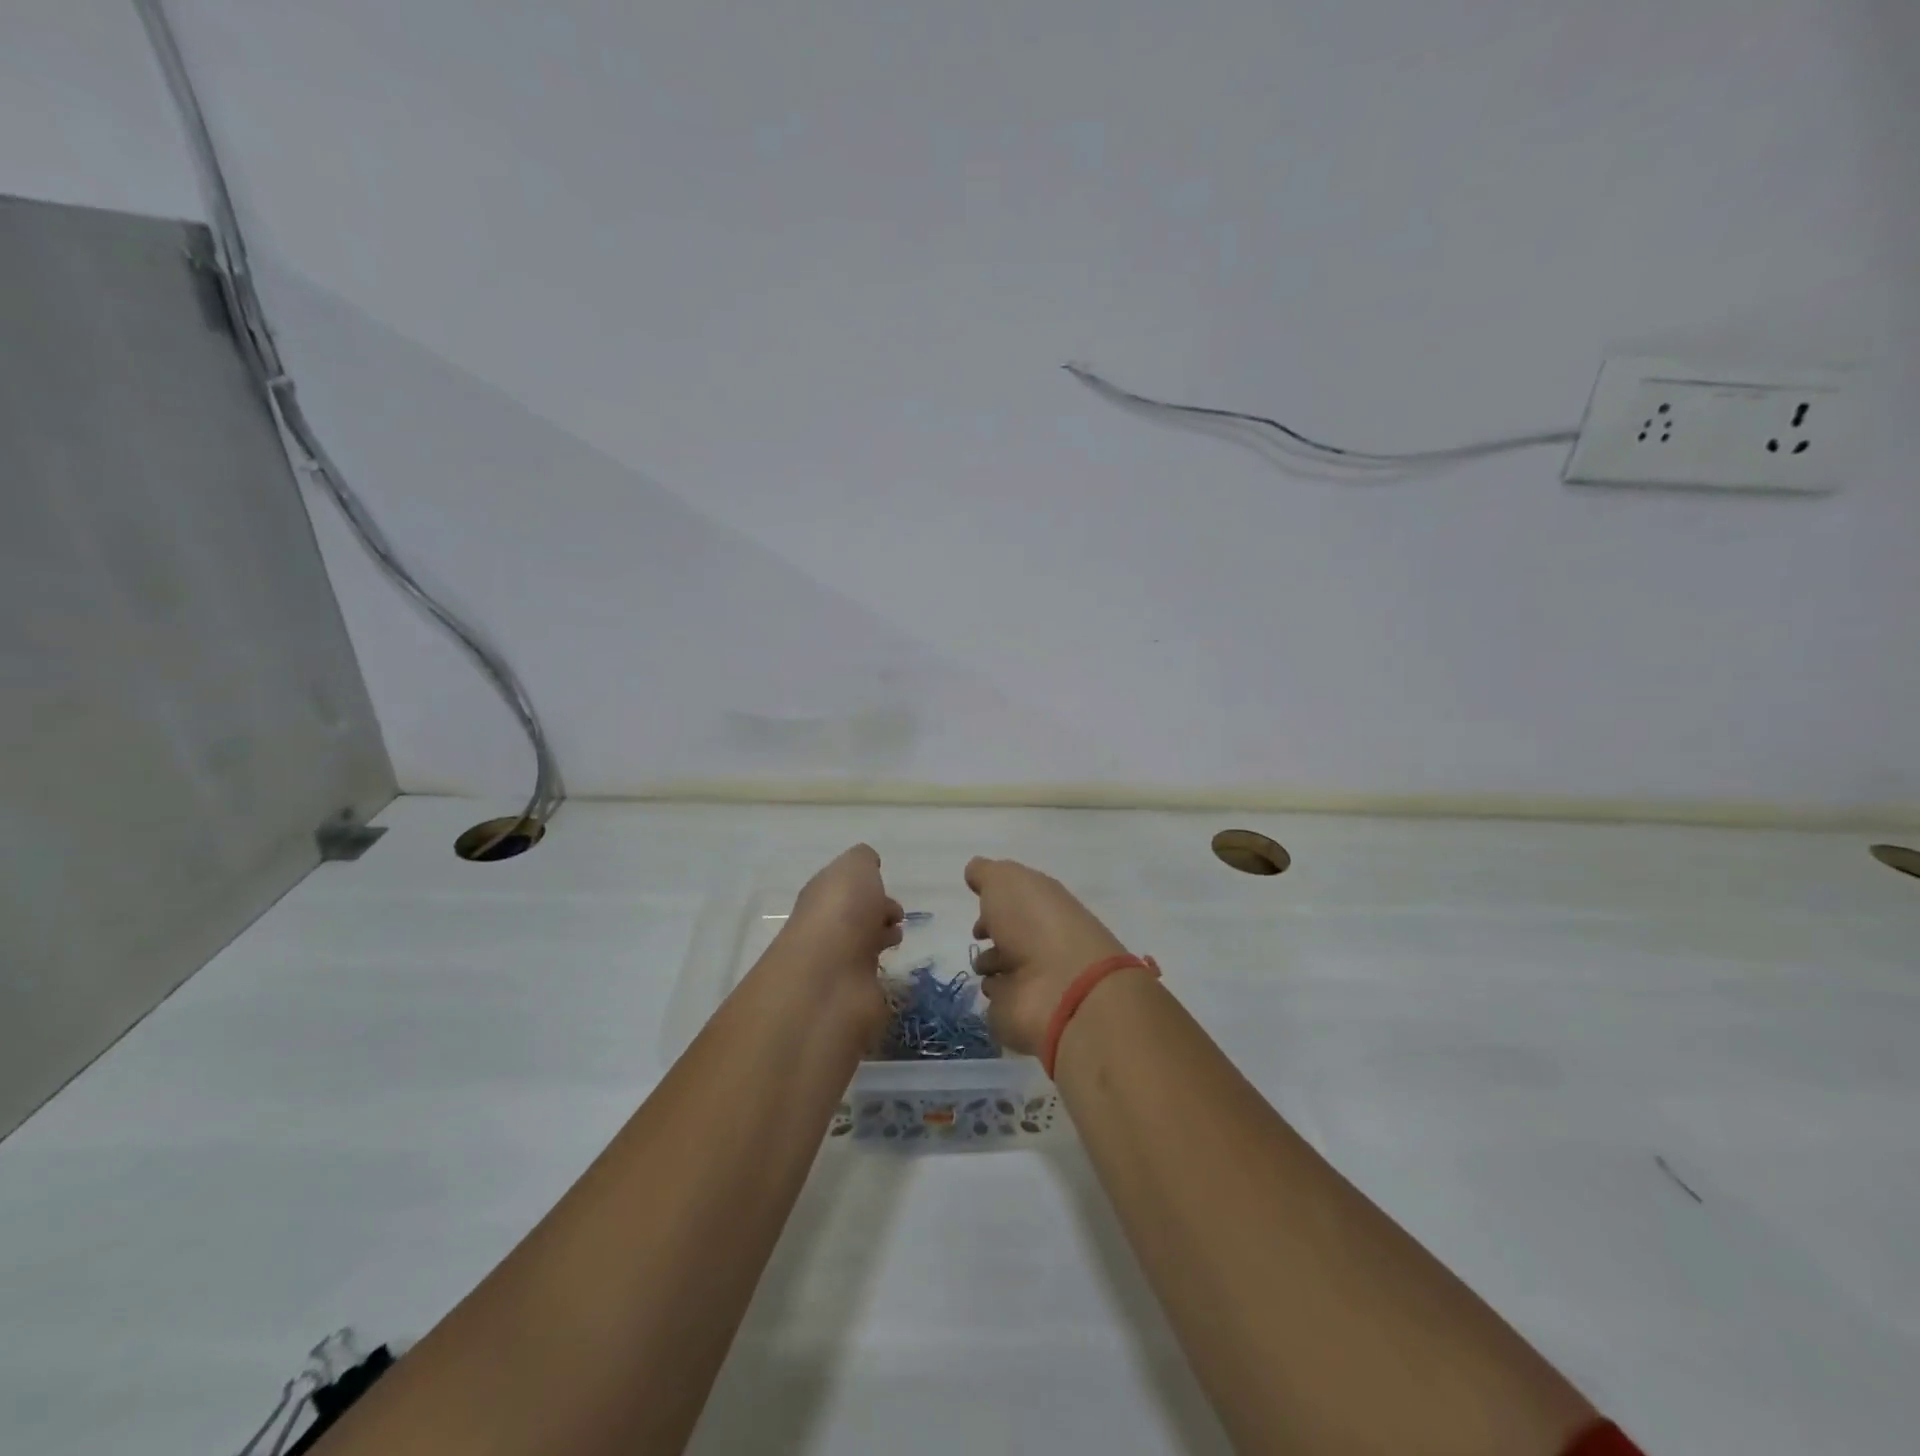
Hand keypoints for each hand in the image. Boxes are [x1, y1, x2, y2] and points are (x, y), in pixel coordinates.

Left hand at [777, 845, 902, 1031]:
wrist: (828, 978)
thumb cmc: (842, 912)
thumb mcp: (855, 867)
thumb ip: (863, 861)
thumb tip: (869, 865)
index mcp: (823, 895)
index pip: (845, 888)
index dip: (867, 889)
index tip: (889, 894)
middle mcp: (826, 928)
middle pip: (853, 917)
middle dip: (876, 914)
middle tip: (898, 918)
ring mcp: (836, 964)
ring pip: (861, 946)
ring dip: (878, 940)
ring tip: (897, 941)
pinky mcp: (850, 996)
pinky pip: (868, 978)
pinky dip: (881, 972)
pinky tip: (894, 969)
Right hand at [965, 857, 1128, 1055]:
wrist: (1061, 988)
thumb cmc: (1034, 923)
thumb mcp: (1006, 881)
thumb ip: (987, 873)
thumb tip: (975, 869)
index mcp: (1042, 907)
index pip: (1017, 903)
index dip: (996, 904)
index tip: (980, 908)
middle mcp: (1040, 942)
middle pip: (1010, 936)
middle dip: (992, 936)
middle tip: (979, 937)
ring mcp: (1034, 981)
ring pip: (1003, 971)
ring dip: (991, 967)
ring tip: (989, 967)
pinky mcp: (1022, 1015)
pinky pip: (999, 1004)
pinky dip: (995, 997)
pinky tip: (997, 990)